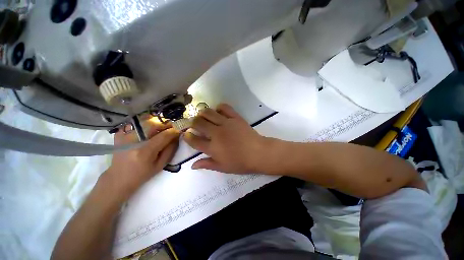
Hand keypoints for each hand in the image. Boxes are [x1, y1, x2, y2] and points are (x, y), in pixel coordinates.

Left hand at [103, 121, 179, 198]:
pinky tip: (149, 130)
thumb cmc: (142, 174)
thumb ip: (170, 150)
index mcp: (145, 152)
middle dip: (166, 124)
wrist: (118, 178)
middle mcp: (134, 141)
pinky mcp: (120, 134)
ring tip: (162, 128)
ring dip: (157, 123)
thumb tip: (176, 137)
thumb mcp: (160, 165)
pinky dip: (145, 124)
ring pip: (145, 122)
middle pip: (153, 125)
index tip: (179, 131)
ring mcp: (124, 136)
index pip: (163, 136)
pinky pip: (136, 124)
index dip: (173, 131)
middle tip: (172, 127)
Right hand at [183, 104, 266, 173]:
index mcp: (212, 147)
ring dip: (203, 113)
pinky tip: (218, 111)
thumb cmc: (240, 163)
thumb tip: (192, 165)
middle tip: (195, 124)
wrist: (258, 153)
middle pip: (198, 123)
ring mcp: (226, 123)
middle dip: (193, 122)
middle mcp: (216, 133)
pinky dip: (219, 108)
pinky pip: (224, 107)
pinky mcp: (235, 117)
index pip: (194, 140)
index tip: (187, 134)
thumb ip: (207, 164)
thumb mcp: (222, 167)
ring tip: (204, 116)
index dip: (188, 136)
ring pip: (208, 112)